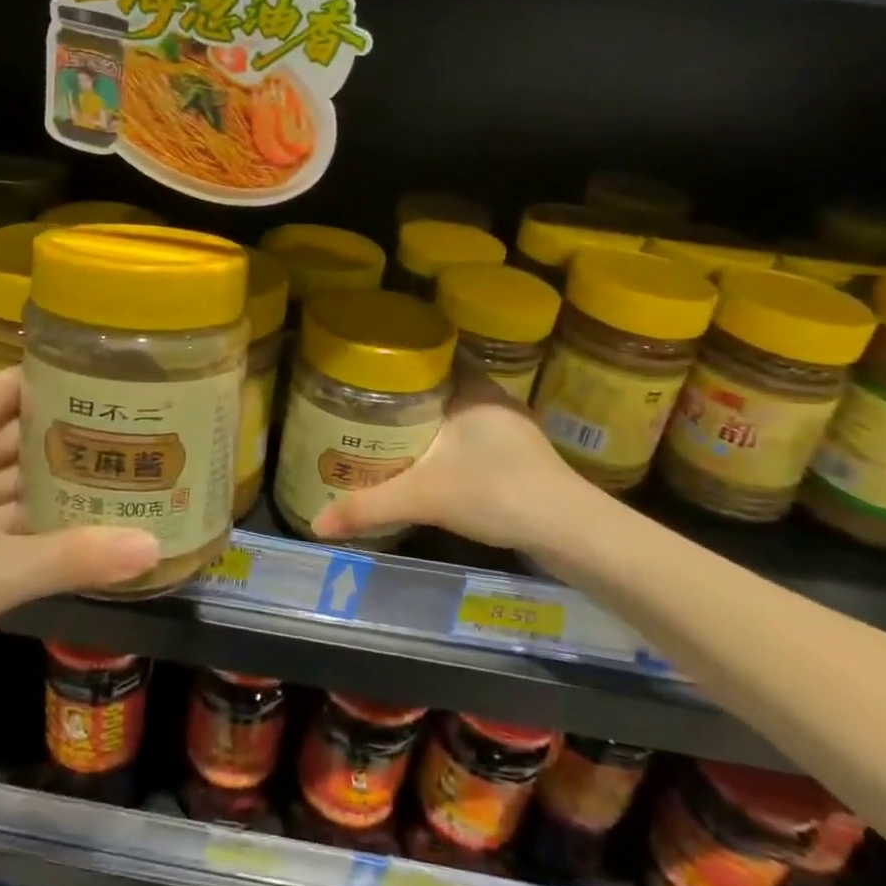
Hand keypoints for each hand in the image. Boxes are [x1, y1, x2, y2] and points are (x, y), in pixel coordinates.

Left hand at [0, 369, 158, 725]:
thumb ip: (73, 557)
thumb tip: (155, 548)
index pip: (5, 390)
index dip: (59, 384)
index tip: (119, 385)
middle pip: (10, 435)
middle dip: (67, 437)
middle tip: (139, 432)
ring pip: (5, 482)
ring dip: (55, 484)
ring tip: (125, 472)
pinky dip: (36, 525)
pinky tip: (87, 525)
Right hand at [309, 372, 588, 557]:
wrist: (569, 530)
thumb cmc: (495, 491)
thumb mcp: (422, 498)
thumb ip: (368, 508)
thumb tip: (315, 524)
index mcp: (473, 389)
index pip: (435, 355)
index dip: (403, 358)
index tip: (369, 366)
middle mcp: (494, 400)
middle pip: (443, 384)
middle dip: (409, 392)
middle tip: (367, 401)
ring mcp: (513, 428)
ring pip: (460, 412)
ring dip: (432, 419)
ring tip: (390, 428)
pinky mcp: (523, 455)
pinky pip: (475, 435)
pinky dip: (451, 441)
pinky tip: (432, 460)